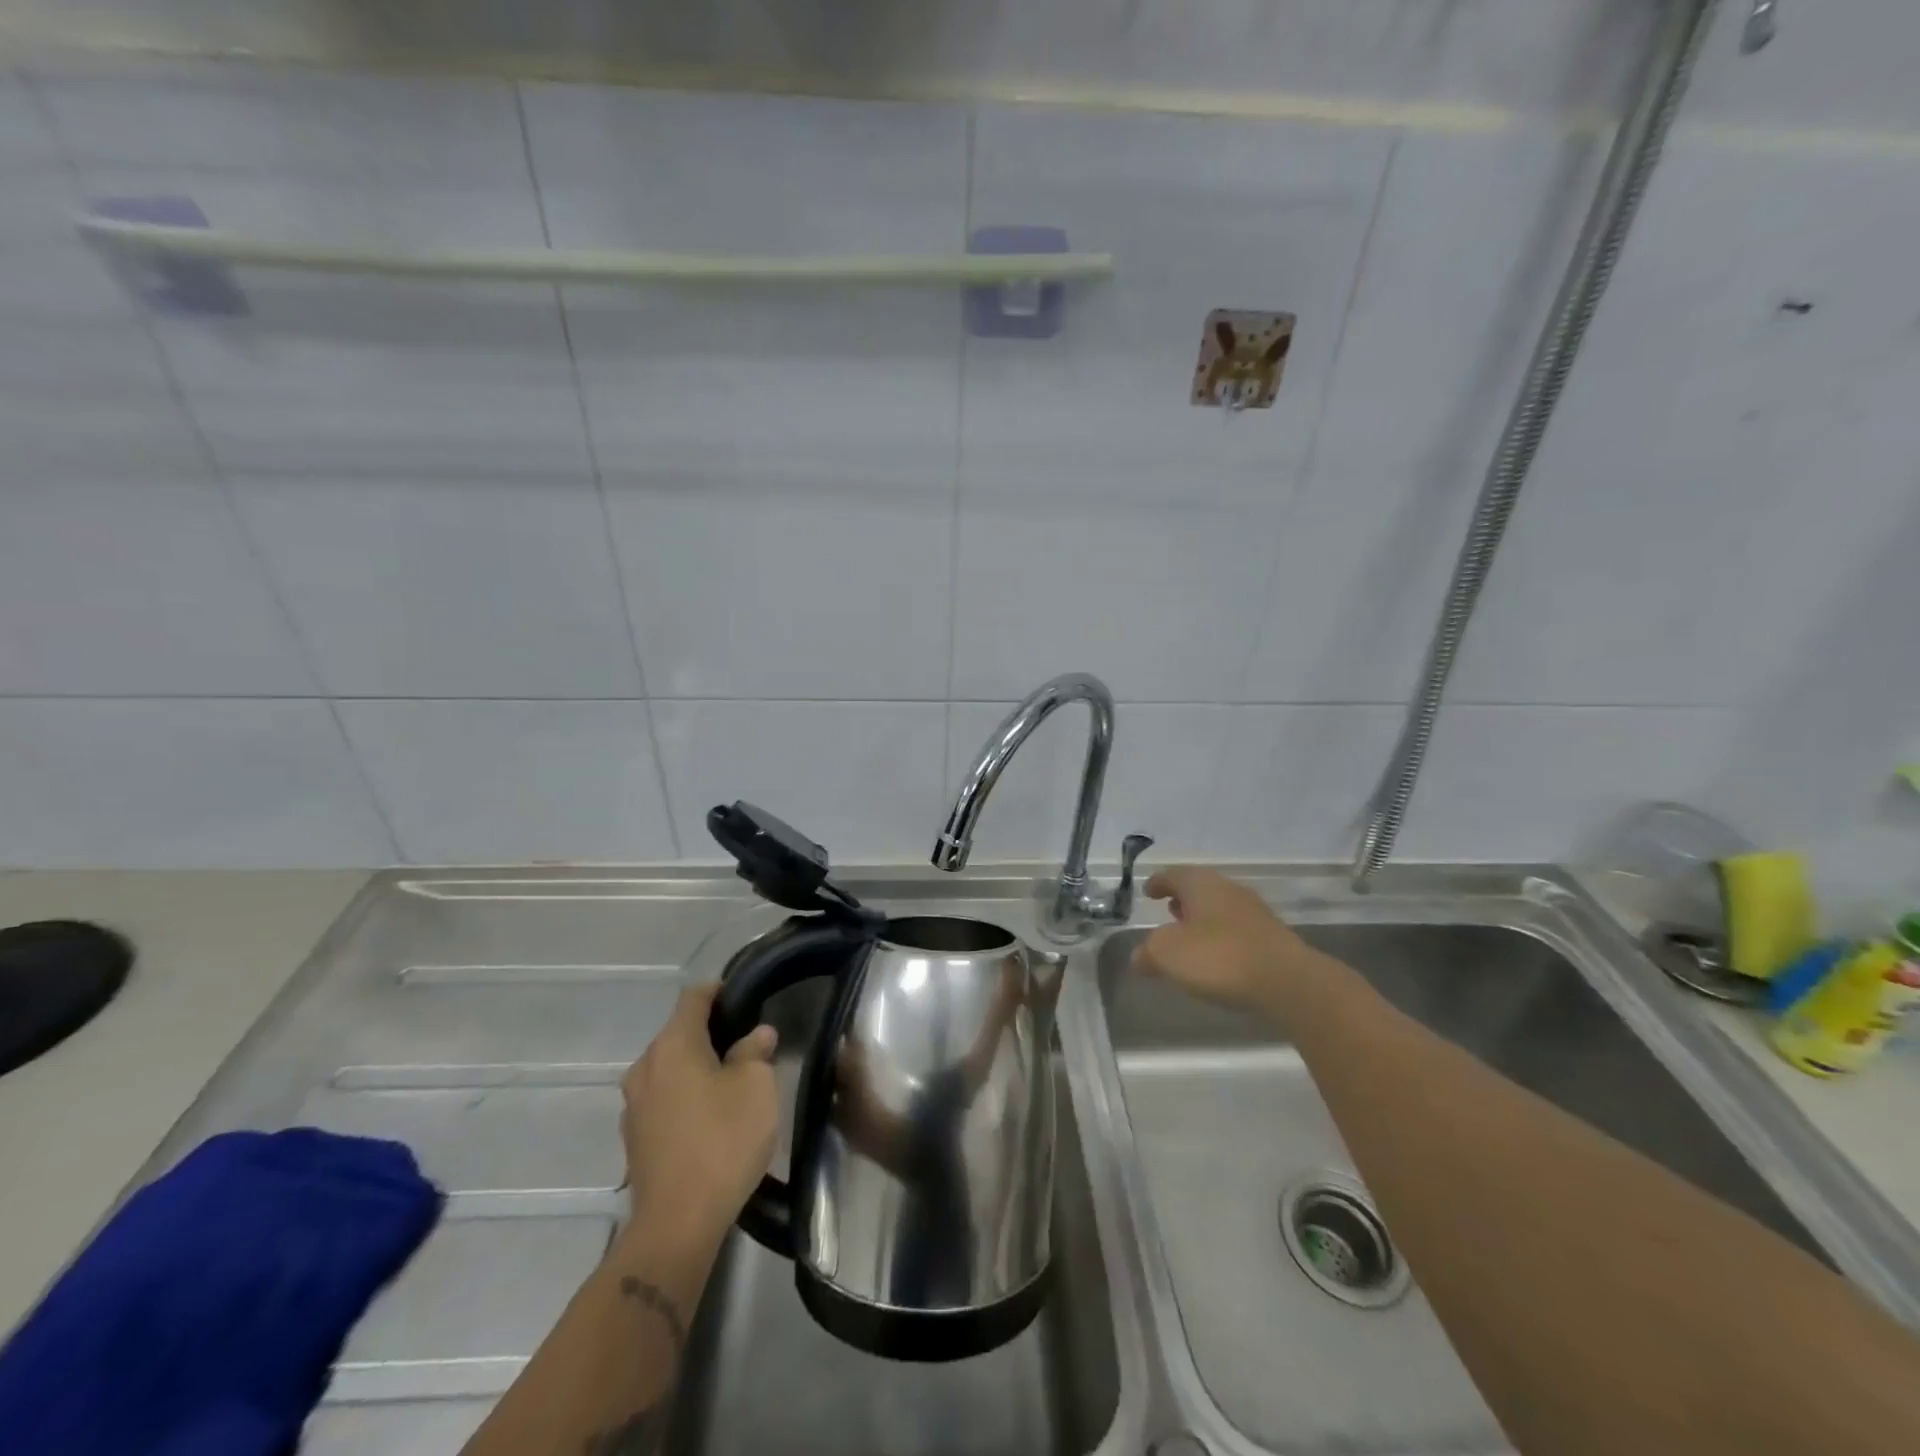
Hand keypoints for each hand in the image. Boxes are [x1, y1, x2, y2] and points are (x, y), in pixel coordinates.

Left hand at [621, 984, 778, 1243]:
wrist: (677, 1224)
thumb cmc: (722, 1141)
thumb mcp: (756, 1087)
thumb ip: (756, 1051)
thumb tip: (756, 1035)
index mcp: (672, 1045)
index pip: (694, 997)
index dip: (720, 990)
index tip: (746, 996)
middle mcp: (645, 1066)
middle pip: (679, 1032)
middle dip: (712, 1031)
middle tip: (748, 1042)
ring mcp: (634, 1104)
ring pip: (670, 1067)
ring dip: (698, 1066)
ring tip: (732, 1080)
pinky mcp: (635, 1137)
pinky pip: (664, 1098)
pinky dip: (685, 1095)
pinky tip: (711, 1116)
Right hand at [1130, 867, 1318, 1015]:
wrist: (1289, 982)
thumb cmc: (1219, 957)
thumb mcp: (1167, 954)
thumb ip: (1148, 952)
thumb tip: (1140, 956)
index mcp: (1201, 884)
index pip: (1173, 874)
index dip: (1157, 882)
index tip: (1147, 891)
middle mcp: (1228, 890)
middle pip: (1199, 889)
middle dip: (1182, 899)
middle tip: (1167, 911)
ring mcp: (1255, 913)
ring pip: (1219, 909)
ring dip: (1202, 919)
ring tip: (1189, 937)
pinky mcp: (1272, 939)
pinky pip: (1237, 931)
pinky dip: (1221, 938)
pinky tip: (1217, 958)